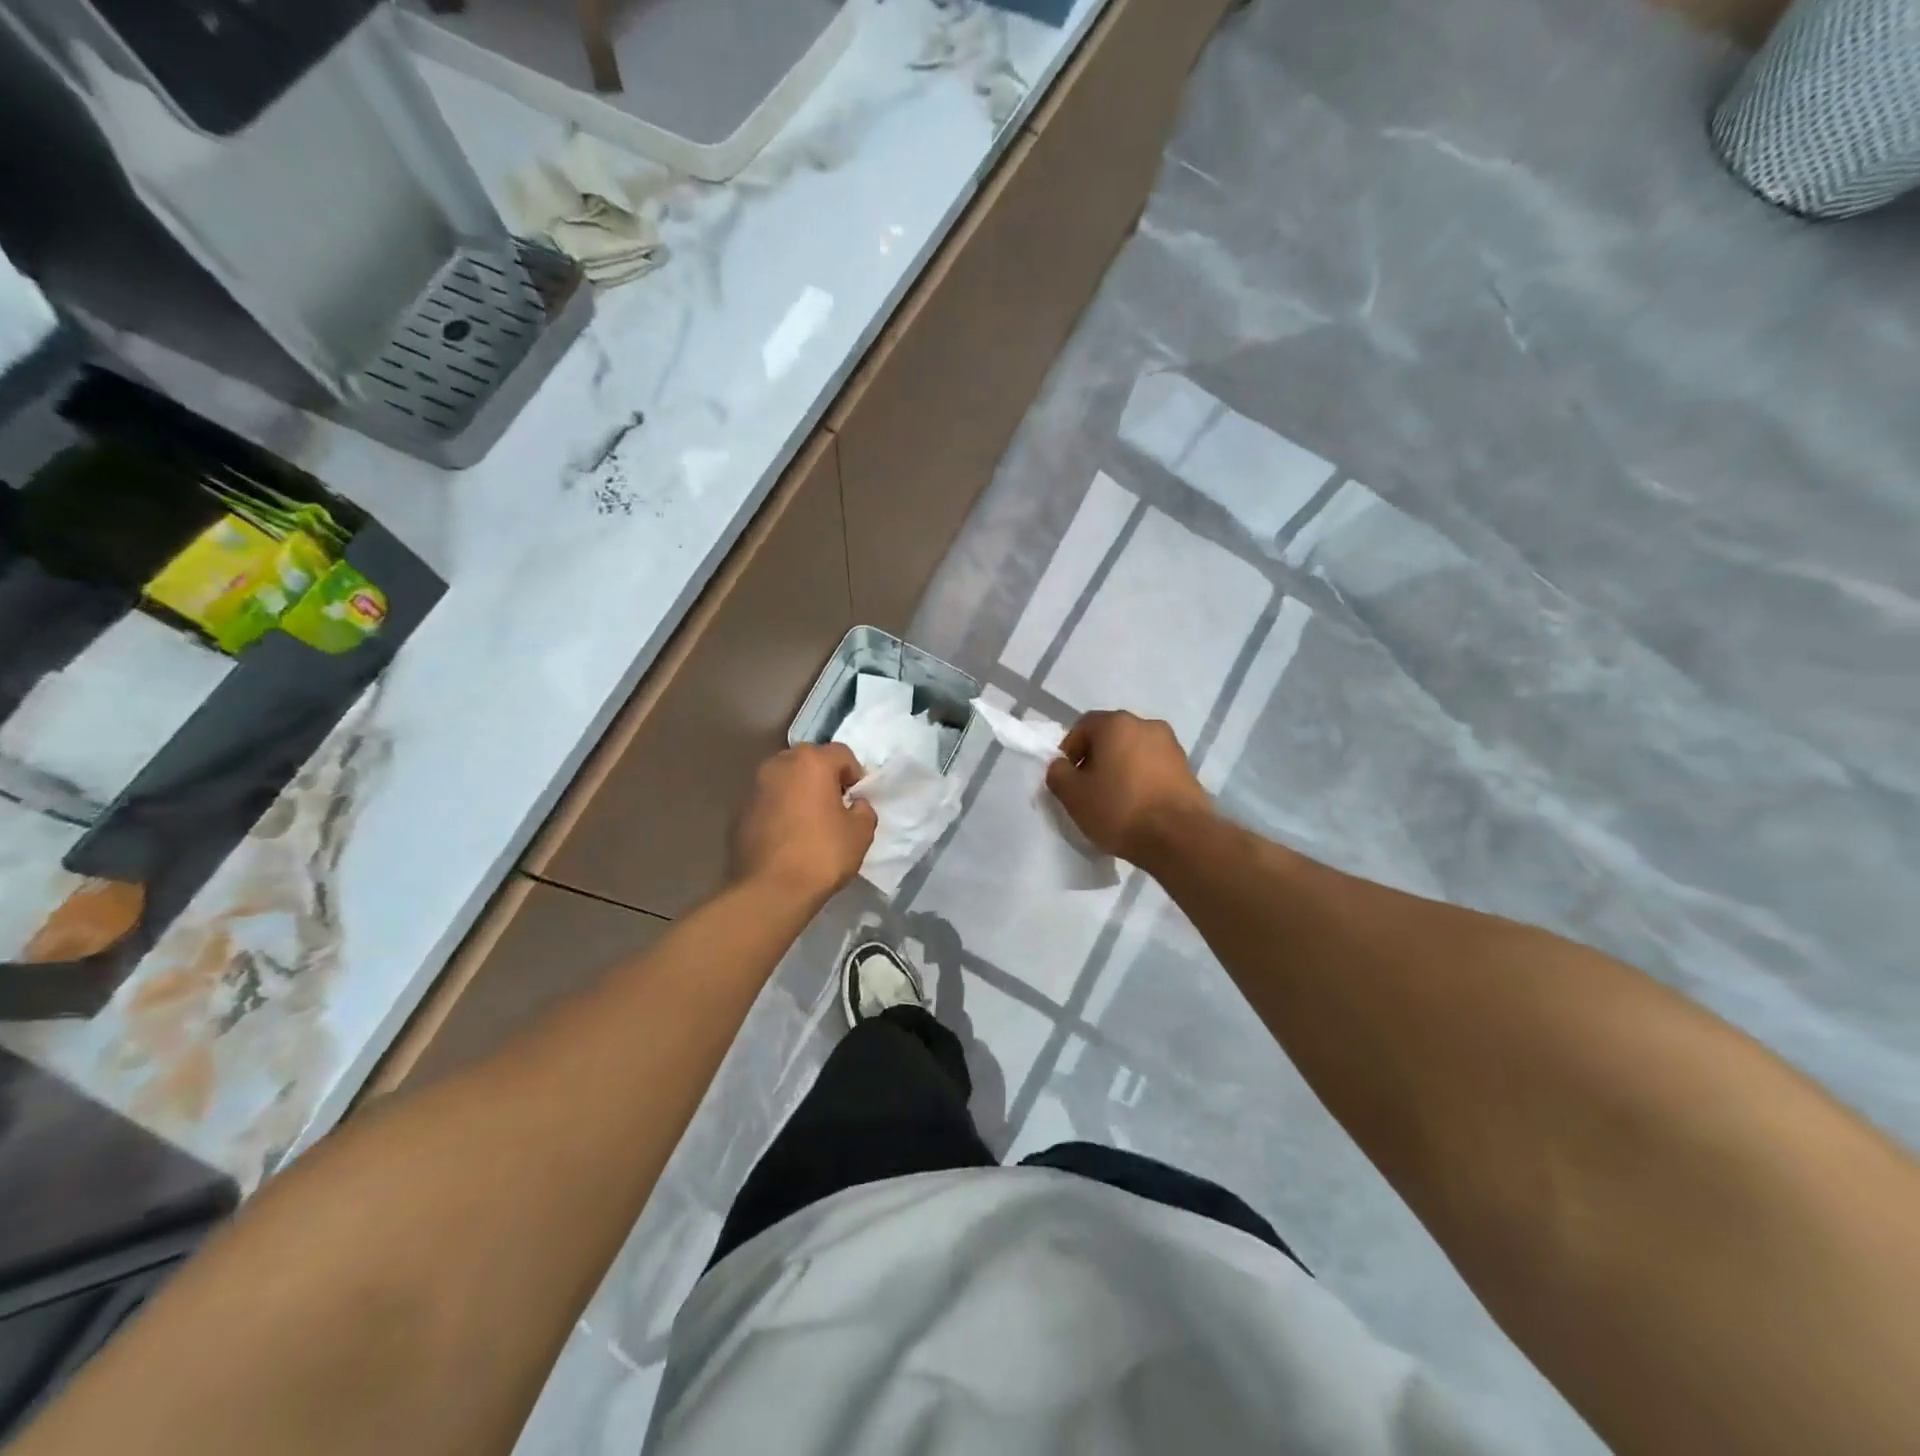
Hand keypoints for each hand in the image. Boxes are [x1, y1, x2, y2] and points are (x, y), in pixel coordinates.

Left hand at [734, 744, 876, 904]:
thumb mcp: (861, 833)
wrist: (770, 890)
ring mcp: (754, 787)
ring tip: (809, 822)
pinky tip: (788, 837)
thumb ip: (863, 809)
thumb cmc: (822, 854)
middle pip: (809, 761)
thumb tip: (854, 804)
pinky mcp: (739, 811)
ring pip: (785, 780)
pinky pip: (768, 802)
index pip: (842, 753)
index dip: (855, 775)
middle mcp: (779, 765)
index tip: (857, 800)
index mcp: (811, 762)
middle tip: (835, 807)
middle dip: (824, 778)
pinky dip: (780, 810)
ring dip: (799, 793)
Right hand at [1045, 711, 1213, 865]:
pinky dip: (1141, 780)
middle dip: (1096, 759)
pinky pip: (1154, 768)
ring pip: (1134, 752)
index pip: (1083, 726)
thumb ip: (1058, 774)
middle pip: (1111, 737)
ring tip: (1114, 800)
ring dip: (1120, 769)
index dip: (1069, 750)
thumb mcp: (1073, 796)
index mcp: (1116, 724)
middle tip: (1088, 789)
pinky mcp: (1187, 769)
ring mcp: (1171, 746)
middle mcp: (1147, 725)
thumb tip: (1061, 766)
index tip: (1067, 778)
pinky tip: (1137, 806)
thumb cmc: (1120, 809)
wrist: (1180, 837)